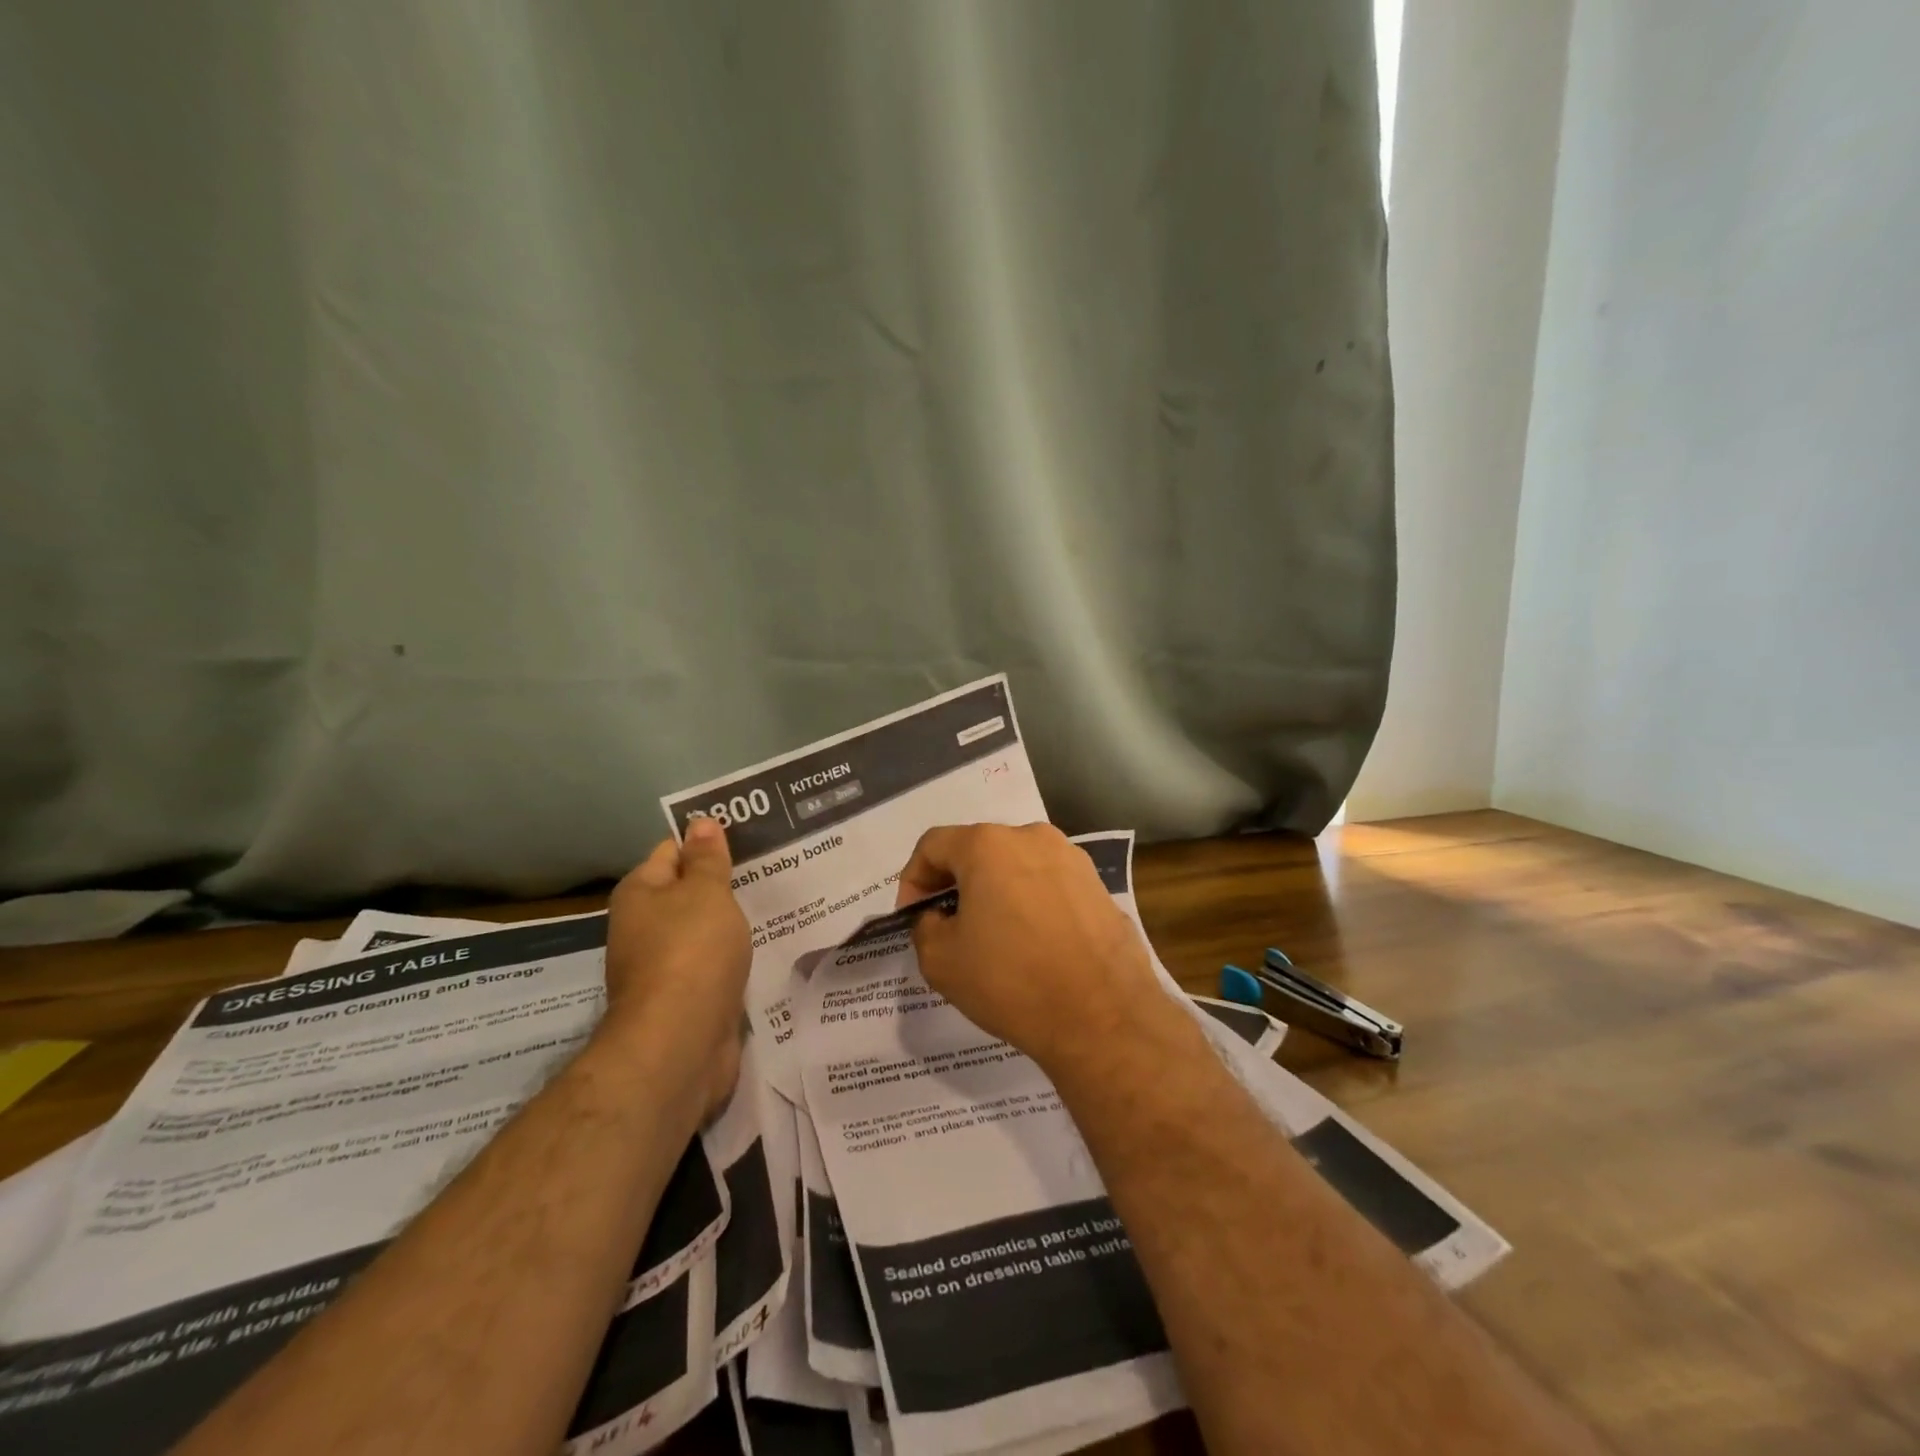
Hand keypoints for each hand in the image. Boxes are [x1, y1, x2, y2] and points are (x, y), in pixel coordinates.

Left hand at [604, 817, 751, 1117]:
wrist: (680, 1044)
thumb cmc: (691, 952)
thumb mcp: (706, 892)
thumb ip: (707, 858)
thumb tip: (700, 822)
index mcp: (640, 893)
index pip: (672, 851)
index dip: (707, 842)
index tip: (749, 838)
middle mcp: (643, 927)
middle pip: (688, 893)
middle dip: (726, 884)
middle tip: (775, 867)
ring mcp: (664, 967)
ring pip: (704, 931)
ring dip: (733, 923)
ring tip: (779, 903)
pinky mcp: (685, 1000)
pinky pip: (714, 965)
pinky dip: (735, 958)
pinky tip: (766, 948)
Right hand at [896, 823, 1174, 1071]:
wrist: (1103, 1016)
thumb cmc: (1012, 981)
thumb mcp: (941, 961)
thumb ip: (925, 926)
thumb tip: (938, 917)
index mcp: (988, 845)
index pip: (933, 845)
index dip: (913, 879)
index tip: (914, 917)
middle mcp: (1032, 837)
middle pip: (978, 850)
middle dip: (956, 883)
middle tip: (948, 925)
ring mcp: (1072, 859)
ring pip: (1016, 866)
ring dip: (996, 892)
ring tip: (993, 937)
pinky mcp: (1098, 885)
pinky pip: (1049, 885)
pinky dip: (1031, 903)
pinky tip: (1033, 944)